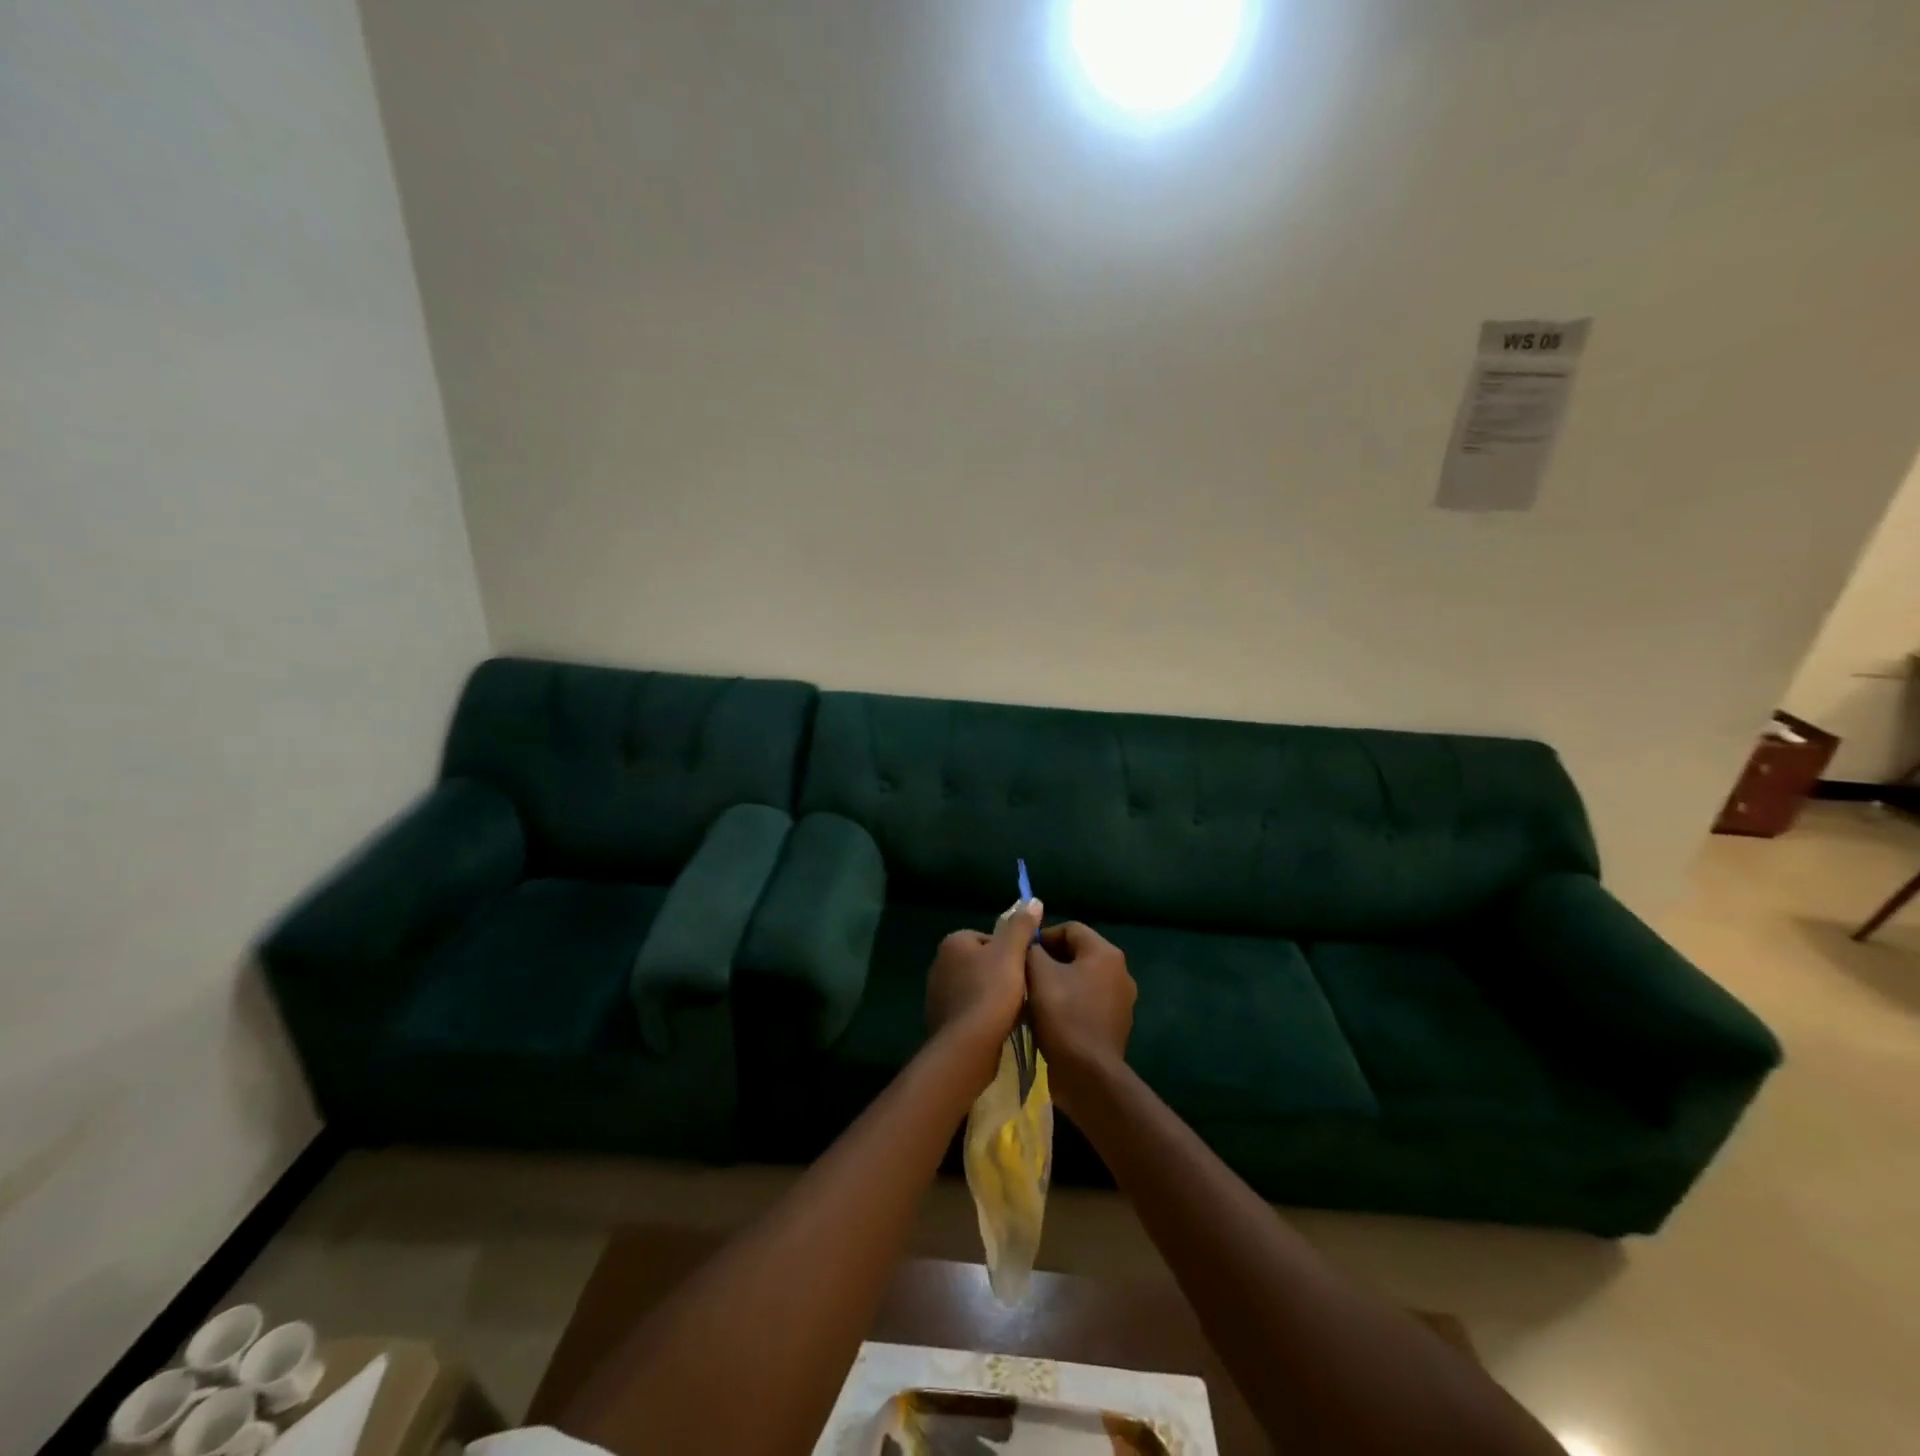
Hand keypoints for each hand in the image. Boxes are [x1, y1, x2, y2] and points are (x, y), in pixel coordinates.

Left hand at [926, 899, 1043, 1076]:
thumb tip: (1033, 900)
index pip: (989, 939)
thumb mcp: (1012, 953)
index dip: (1010, 953)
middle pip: (983, 963)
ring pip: (976, 988)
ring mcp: (937, 993)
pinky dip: (983, 1016)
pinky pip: (969, 1011)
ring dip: (993, 997)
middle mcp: (939, 964)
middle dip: (1002, 975)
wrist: (967, 1046)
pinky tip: (998, 1027)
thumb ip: (1021, 926)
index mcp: (953, 942)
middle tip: (1022, 991)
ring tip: (1013, 1011)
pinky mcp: (941, 1020)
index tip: (1023, 969)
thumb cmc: (990, 992)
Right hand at [1026, 922, 1135, 1108]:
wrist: (1088, 1075)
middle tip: (1024, 974)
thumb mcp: (1038, 975)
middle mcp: (1120, 971)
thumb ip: (1032, 950)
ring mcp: (1122, 1000)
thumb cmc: (1063, 1016)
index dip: (1043, 936)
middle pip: (1078, 953)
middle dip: (1050, 960)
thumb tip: (1031, 946)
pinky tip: (1050, 1018)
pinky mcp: (1117, 1024)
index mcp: (1105, 953)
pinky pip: (1089, 1002)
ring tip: (1033, 997)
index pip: (1070, 928)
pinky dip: (1070, 1003)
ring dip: (1058, 982)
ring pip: (1083, 979)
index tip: (1022, 954)